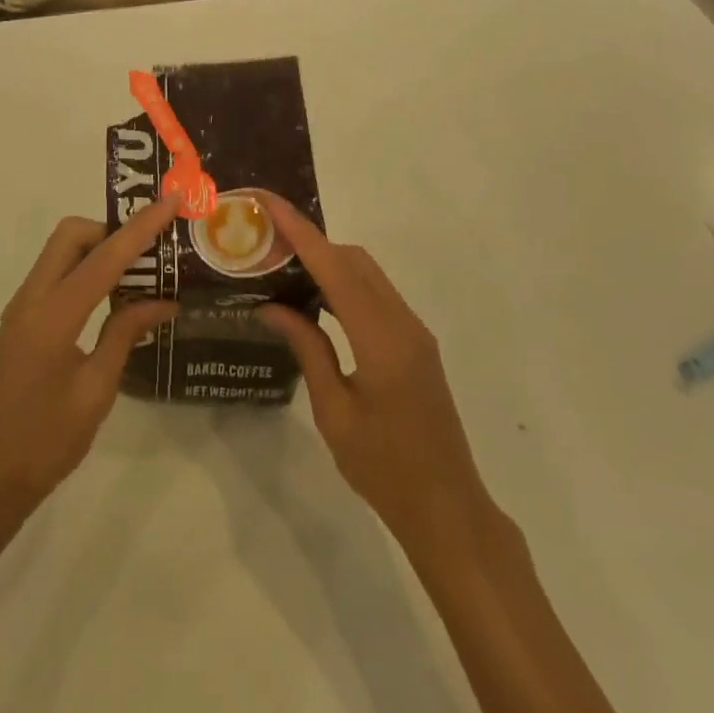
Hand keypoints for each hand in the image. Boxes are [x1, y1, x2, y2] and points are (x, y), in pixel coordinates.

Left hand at [0, 196, 180, 523]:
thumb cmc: (46, 442)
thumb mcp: (96, 391)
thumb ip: (125, 334)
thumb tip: (163, 301)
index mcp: (52, 316)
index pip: (103, 258)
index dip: (140, 229)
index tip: (170, 202)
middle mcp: (31, 299)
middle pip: (71, 236)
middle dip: (111, 229)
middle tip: (151, 249)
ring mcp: (21, 307)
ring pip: (60, 252)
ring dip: (98, 248)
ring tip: (140, 268)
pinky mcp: (21, 320)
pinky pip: (55, 275)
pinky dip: (84, 270)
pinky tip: (112, 295)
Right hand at [256, 196, 505, 563]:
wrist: (448, 508)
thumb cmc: (384, 469)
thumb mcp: (334, 411)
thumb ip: (307, 349)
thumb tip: (272, 306)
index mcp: (381, 338)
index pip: (334, 268)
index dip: (299, 231)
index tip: (268, 203)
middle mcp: (402, 322)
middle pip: (354, 261)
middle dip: (310, 241)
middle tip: (265, 242)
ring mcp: (414, 331)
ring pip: (367, 275)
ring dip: (327, 262)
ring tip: (283, 266)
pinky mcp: (415, 343)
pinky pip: (376, 296)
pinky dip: (343, 285)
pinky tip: (315, 301)